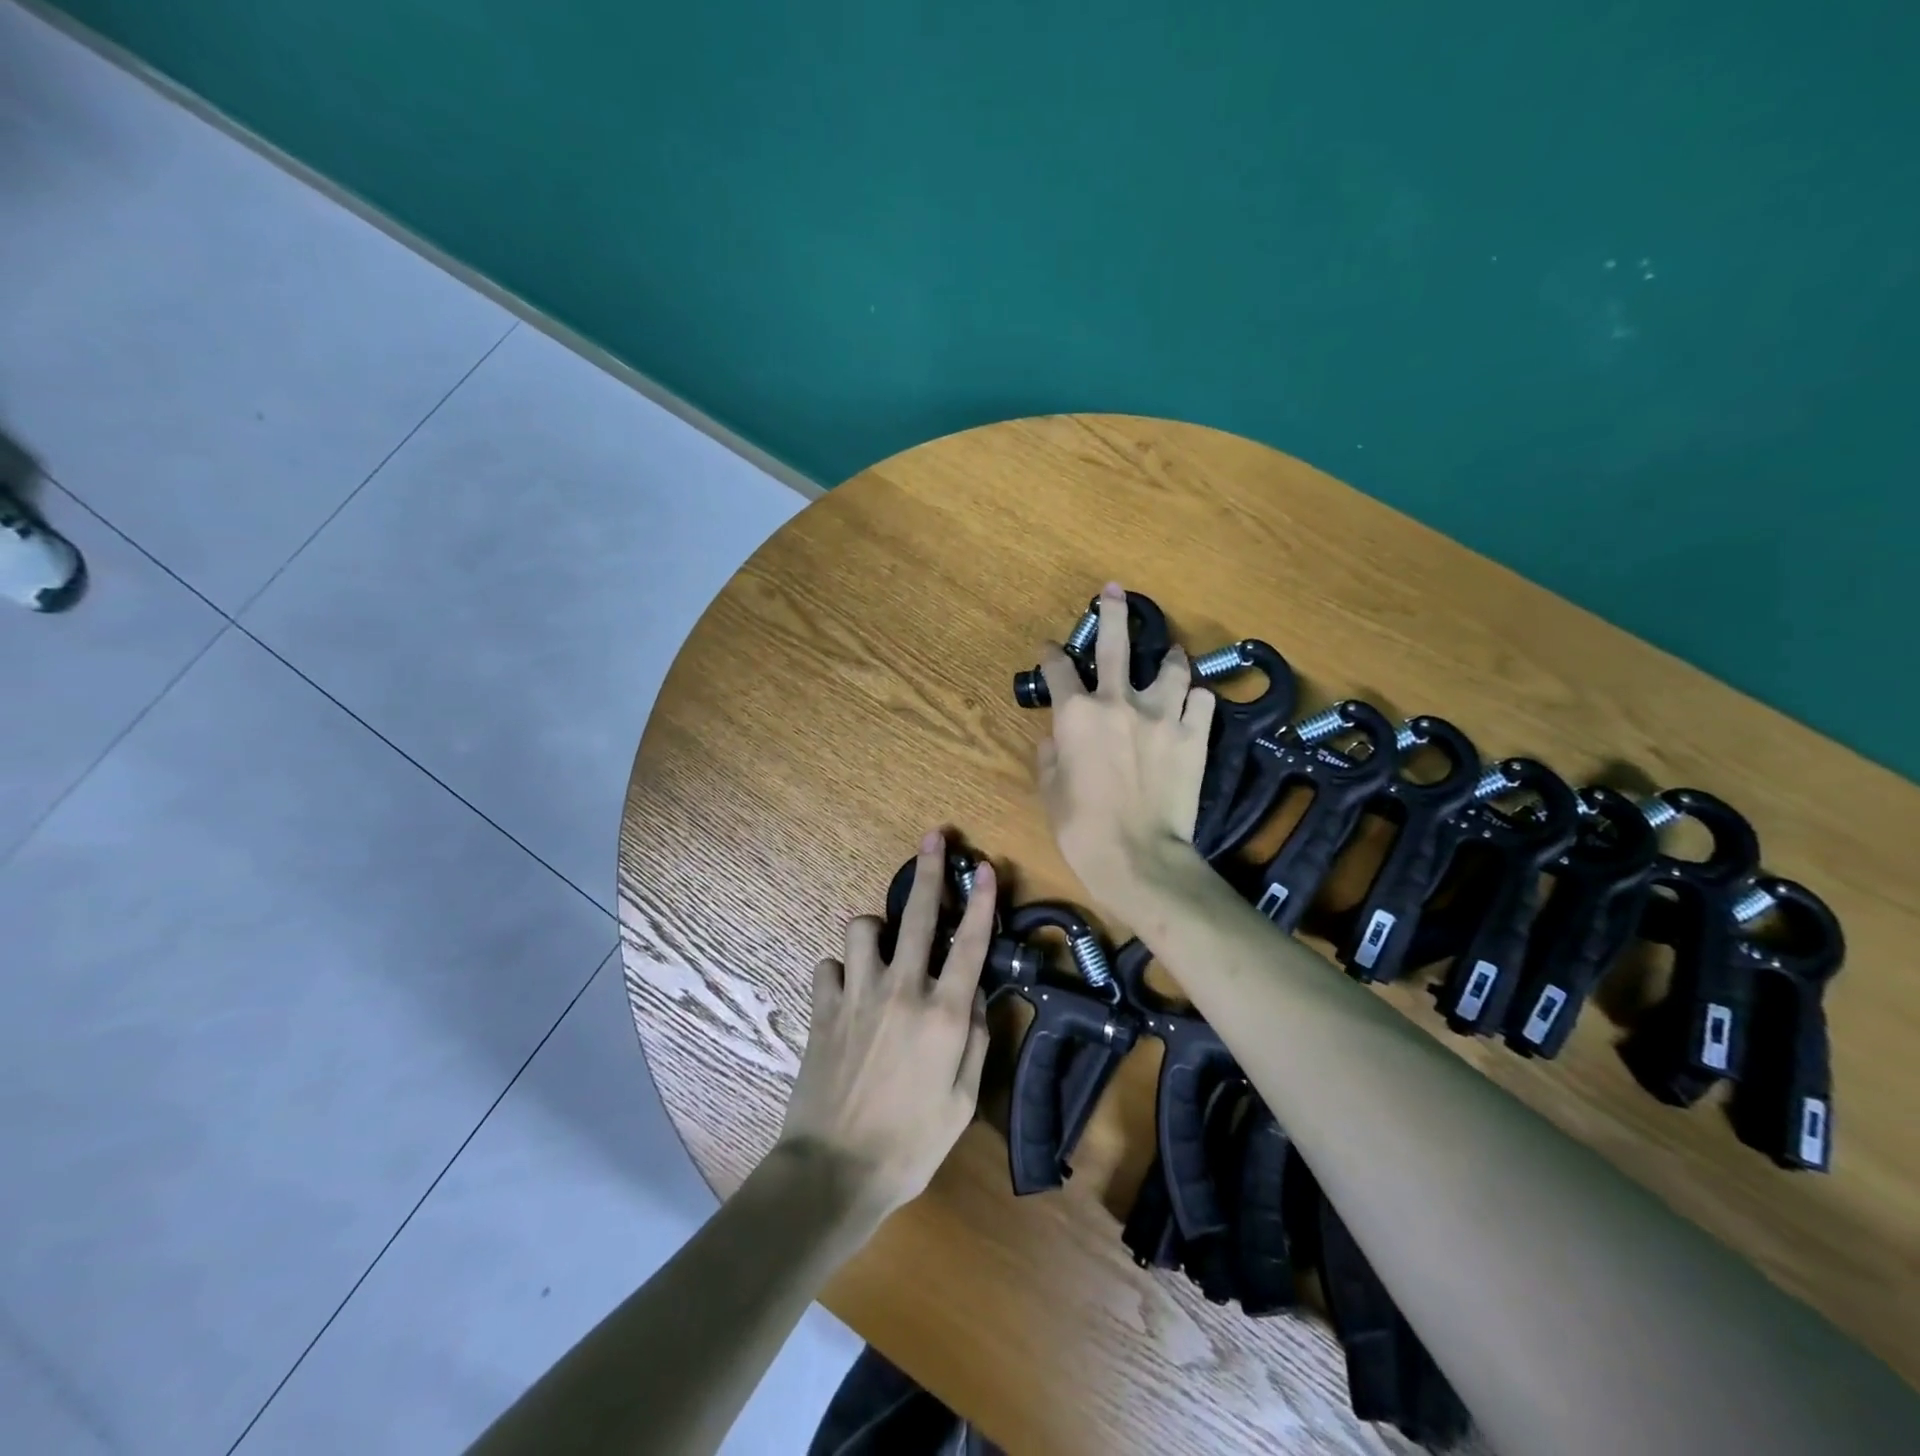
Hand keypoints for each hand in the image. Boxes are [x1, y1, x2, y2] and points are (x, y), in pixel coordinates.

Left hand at [776, 830, 993, 1220]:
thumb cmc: (910, 1145)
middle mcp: (901, 991)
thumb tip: (976, 996)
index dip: (982, 902)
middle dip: (930, 871)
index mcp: (943, 1015)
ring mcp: (857, 995)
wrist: (833, 1172)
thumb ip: (975, 1041)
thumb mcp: (962, 1102)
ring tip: (881, 944)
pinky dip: (840, 971)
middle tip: (935, 837)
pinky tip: (846, 991)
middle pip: (919, 916)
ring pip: (862, 928)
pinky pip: (828, 966)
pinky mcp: (822, 1009)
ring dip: (875, 929)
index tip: (985, 867)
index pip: (971, 945)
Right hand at [1035, 581, 1215, 911]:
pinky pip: (1202, 702)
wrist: (1138, 857)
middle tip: (1115, 592)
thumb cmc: (1081, 827)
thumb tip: (1055, 739)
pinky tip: (1192, 703)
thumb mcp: (1050, 790)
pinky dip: (1195, 699)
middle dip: (1113, 612)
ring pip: (1171, 667)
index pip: (1057, 669)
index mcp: (1076, 714)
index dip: (1050, 656)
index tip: (1049, 651)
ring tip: (1170, 655)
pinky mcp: (1195, 736)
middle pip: (1116, 643)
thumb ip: (1050, 755)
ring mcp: (1162, 715)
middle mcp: (1118, 702)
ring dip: (1168, 657)